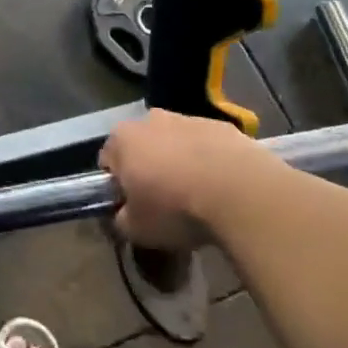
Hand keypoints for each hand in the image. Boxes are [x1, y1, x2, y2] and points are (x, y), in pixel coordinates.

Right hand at [100, 110, 269, 251]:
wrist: (239, 191)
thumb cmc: (175, 208)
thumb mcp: (137, 229)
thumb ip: (121, 220)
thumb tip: (123, 216)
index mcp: (122, 139)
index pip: (108, 161)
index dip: (118, 186)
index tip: (133, 207)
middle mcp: (149, 119)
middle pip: (142, 146)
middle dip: (149, 169)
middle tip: (165, 203)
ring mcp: (187, 118)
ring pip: (175, 143)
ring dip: (180, 164)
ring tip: (198, 197)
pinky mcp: (221, 126)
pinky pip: (207, 146)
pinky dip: (209, 162)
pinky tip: (222, 188)